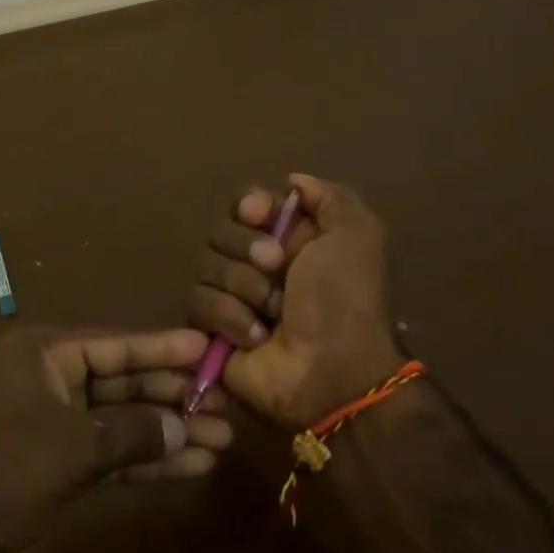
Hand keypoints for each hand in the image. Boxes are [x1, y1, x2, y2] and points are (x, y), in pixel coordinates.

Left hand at [0, 327, 232, 552]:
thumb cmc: (4, 473)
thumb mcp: (74, 447)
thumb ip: (135, 432)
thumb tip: (185, 425)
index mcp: (42, 354)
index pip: (114, 344)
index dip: (162, 347)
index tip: (207, 347)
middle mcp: (48, 379)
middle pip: (122, 381)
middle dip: (172, 395)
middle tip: (226, 403)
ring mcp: (53, 423)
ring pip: (121, 420)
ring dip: (167, 431)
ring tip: (221, 440)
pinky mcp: (57, 463)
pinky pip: (111, 452)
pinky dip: (146, 460)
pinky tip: (189, 466)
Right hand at [186, 173, 400, 426]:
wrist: (332, 371)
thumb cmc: (345, 301)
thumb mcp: (356, 236)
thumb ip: (329, 197)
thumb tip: (292, 181)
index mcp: (290, 239)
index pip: (245, 204)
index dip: (248, 207)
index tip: (260, 216)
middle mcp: (257, 264)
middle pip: (221, 232)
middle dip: (247, 249)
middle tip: (278, 270)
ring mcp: (232, 296)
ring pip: (206, 266)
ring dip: (243, 287)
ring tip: (271, 313)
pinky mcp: (211, 329)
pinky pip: (197, 303)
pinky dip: (228, 317)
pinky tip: (254, 336)